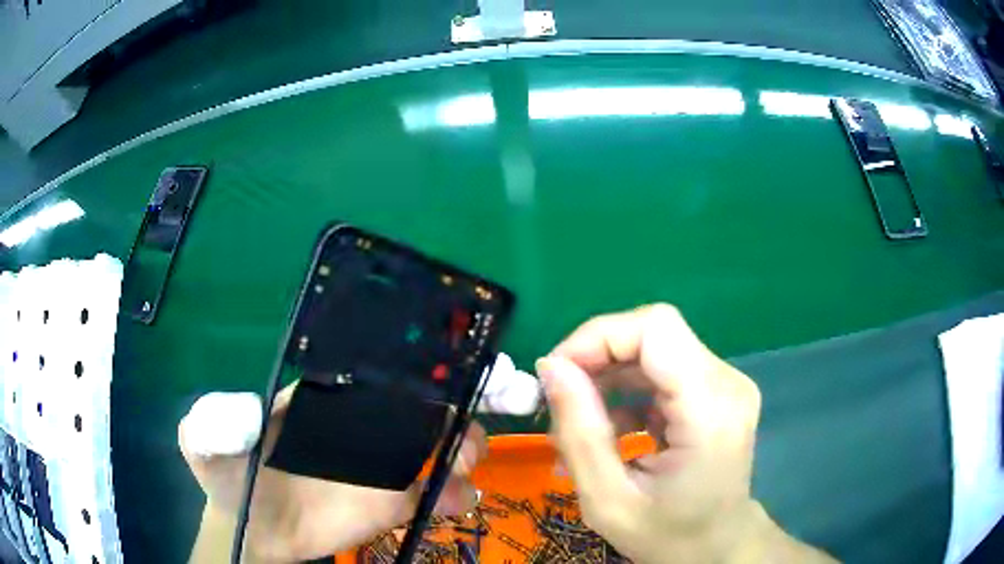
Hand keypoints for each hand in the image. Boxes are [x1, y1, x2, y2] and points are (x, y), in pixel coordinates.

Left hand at [179, 384, 486, 562]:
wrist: (247, 528)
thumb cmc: (228, 475)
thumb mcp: (206, 441)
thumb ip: (218, 420)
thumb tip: (252, 410)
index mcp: (326, 396)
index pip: (381, 368)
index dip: (427, 362)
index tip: (469, 360)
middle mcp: (361, 424)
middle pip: (426, 403)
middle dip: (465, 402)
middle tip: (486, 418)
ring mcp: (378, 466)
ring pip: (440, 446)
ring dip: (466, 448)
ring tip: (462, 467)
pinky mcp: (387, 504)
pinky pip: (431, 494)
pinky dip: (454, 494)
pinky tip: (460, 502)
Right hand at [537, 304, 834, 563]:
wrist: (718, 546)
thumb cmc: (667, 536)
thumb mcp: (608, 501)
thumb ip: (579, 434)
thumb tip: (551, 368)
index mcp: (710, 412)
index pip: (656, 329)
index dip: (598, 337)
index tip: (556, 374)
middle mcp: (727, 384)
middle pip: (654, 333)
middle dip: (597, 359)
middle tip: (560, 404)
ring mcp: (727, 384)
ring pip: (654, 348)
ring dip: (609, 377)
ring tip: (581, 426)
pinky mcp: (718, 390)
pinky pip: (663, 369)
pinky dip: (628, 390)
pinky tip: (612, 430)